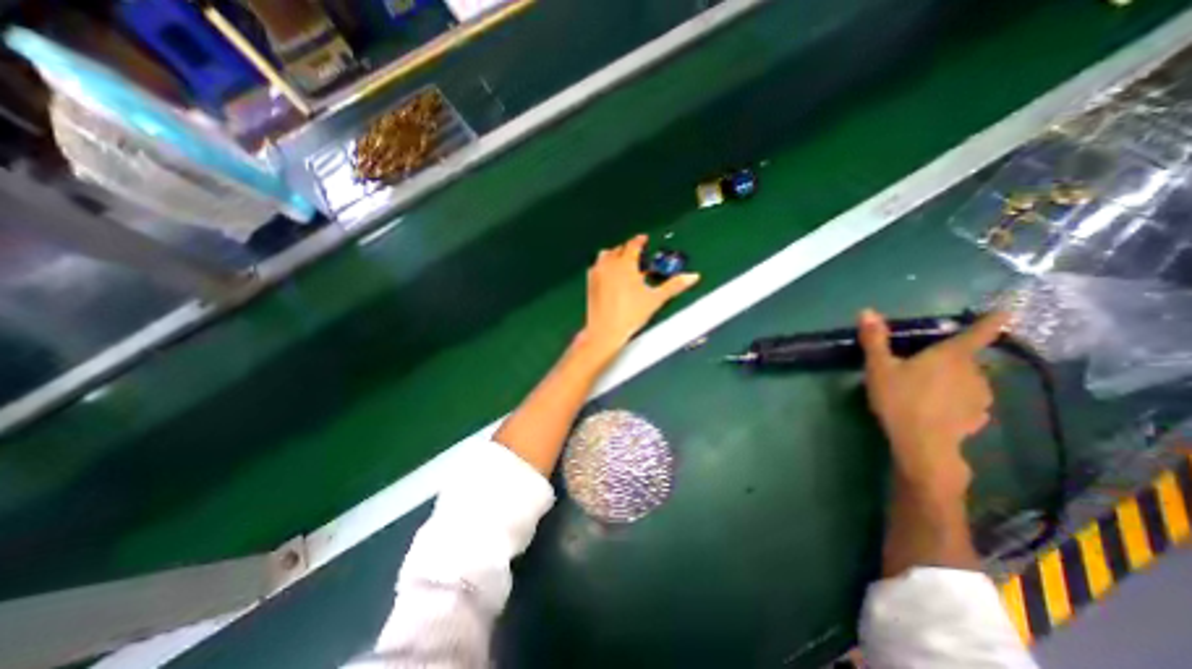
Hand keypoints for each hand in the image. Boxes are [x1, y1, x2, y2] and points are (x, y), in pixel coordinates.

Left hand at [577, 234, 700, 360]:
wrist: (605, 330)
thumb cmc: (631, 314)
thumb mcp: (655, 299)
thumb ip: (674, 285)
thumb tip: (693, 276)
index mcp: (625, 263)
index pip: (633, 245)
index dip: (640, 241)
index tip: (644, 240)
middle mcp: (609, 263)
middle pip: (619, 248)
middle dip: (628, 249)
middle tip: (637, 257)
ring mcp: (597, 272)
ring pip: (605, 255)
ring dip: (614, 256)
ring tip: (624, 265)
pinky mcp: (589, 282)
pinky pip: (597, 266)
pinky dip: (604, 266)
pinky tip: (611, 277)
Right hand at [859, 308, 1004, 496]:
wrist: (922, 444)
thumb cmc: (899, 398)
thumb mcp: (879, 367)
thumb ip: (875, 340)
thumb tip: (867, 311)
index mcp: (951, 355)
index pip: (979, 333)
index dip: (993, 320)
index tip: (1007, 310)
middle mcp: (974, 372)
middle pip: (966, 358)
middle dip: (950, 358)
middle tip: (923, 364)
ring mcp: (980, 396)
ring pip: (968, 380)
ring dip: (953, 379)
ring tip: (927, 388)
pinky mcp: (978, 417)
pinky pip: (968, 400)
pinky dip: (956, 399)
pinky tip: (937, 407)